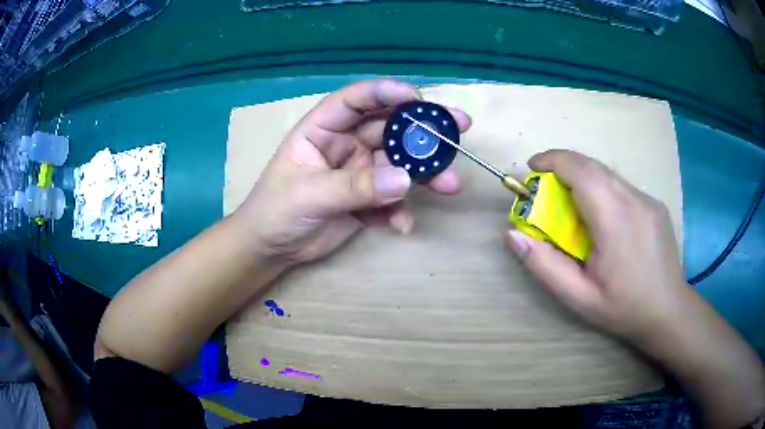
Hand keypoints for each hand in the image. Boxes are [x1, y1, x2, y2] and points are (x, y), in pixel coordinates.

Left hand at [234, 79, 471, 265]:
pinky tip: (402, 225)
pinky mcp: (367, 200)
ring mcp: (359, 172)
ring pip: (399, 164)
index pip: (356, 100)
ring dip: (424, 174)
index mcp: (323, 129)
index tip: (418, 98)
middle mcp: (346, 144)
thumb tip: (404, 179)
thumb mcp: (309, 195)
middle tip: (460, 126)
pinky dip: (400, 210)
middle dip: (423, 129)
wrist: (271, 249)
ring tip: (450, 184)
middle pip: (389, 128)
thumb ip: (355, 187)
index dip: (386, 93)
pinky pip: (391, 199)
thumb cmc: (275, 212)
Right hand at [505, 149, 687, 341]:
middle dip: (563, 167)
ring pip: (608, 174)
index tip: (532, 168)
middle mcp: (634, 199)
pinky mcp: (655, 204)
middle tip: (546, 189)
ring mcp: (648, 199)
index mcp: (615, 220)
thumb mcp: (578, 297)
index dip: (552, 160)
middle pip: (593, 166)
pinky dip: (602, 190)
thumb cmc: (623, 308)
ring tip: (572, 206)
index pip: (581, 170)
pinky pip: (621, 187)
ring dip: (583, 179)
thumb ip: (544, 265)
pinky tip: (602, 220)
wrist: (668, 311)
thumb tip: (512, 234)